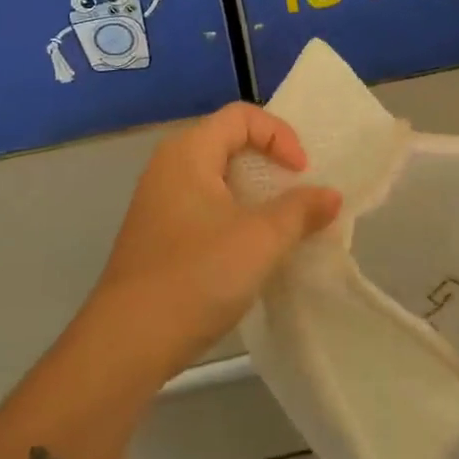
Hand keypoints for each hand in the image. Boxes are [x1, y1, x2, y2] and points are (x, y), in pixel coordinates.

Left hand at [79, 103, 340, 383]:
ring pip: (218, 180)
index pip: (242, 116)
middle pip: (229, 143)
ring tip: (284, 224)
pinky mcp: (159, 236)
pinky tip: (253, 251)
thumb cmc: (198, 275)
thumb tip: (330, 195)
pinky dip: (236, 217)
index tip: (301, 173)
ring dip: (256, 195)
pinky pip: (206, 208)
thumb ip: (301, 210)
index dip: (280, 135)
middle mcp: (169, 167)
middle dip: (271, 163)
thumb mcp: (262, 239)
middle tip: (299, 194)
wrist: (128, 343)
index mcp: (188, 152)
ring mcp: (160, 203)